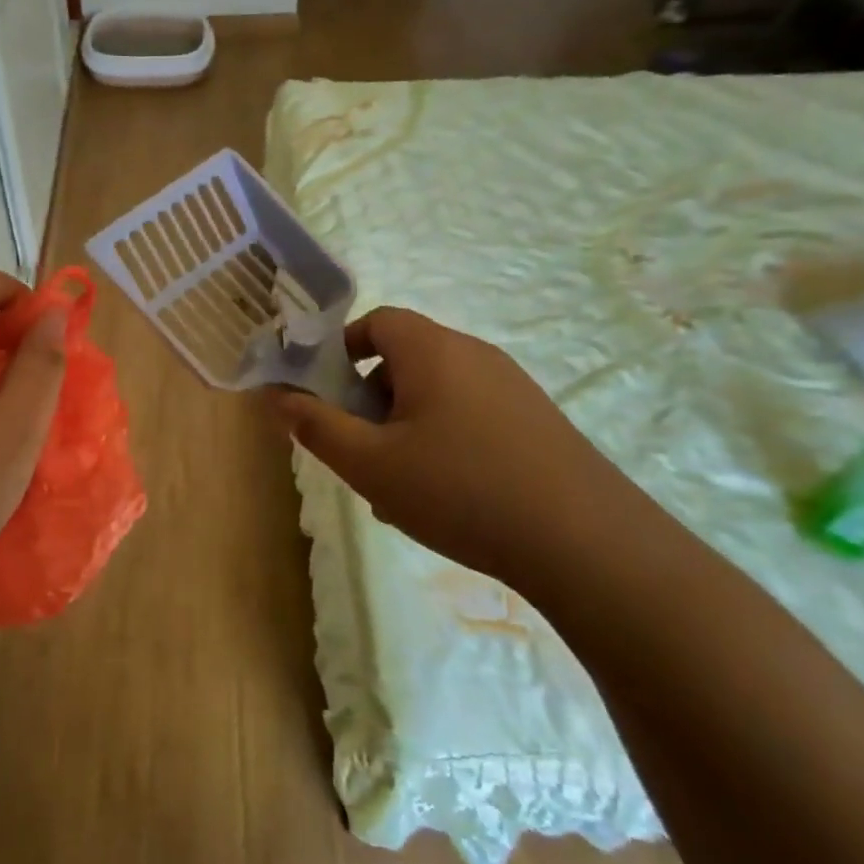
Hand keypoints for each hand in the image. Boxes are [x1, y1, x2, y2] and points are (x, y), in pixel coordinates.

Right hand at [271, 308, 629, 588]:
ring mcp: (513, 387)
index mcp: (432, 350)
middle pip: (405, 358)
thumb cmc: (459, 489)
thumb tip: (278, 398)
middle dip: (370, 399)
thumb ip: (316, 427)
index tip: (328, 396)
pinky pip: (471, 415)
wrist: (586, 542)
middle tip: (360, 450)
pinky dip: (443, 440)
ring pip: (437, 393)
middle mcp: (474, 354)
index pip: (377, 321)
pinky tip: (446, 498)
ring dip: (404, 426)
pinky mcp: (538, 421)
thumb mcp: (370, 464)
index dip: (343, 350)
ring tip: (398, 486)